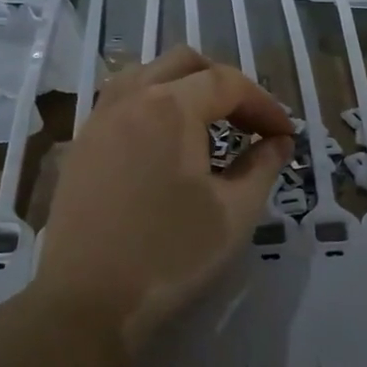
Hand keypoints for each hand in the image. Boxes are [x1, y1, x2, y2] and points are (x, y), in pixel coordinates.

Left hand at [33, 47, 294, 359]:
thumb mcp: (235, 213)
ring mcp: (98, 121)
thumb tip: (278, 143)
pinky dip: (153, 106)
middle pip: (185, 63)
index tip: (285, 137)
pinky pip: (121, 102)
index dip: (265, 106)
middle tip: (250, 124)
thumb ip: (263, 167)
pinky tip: (166, 146)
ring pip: (147, 75)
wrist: (87, 303)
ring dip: (184, 88)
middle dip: (226, 84)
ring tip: (209, 125)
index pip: (229, 83)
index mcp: (170, 107)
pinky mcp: (80, 147)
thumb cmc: (171, 255)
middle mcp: (130, 99)